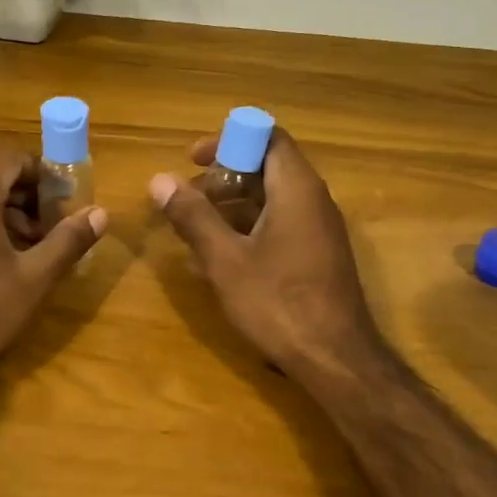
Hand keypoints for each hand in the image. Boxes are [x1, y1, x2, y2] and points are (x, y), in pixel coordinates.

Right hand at [149, 129, 382, 380]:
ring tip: (195, 230)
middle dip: (223, 177)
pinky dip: (249, 229)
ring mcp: (320, 230)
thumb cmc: (278, 303)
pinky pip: (281, 225)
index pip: (267, 136)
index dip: (228, 140)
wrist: (336, 359)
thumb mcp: (225, 259)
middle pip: (268, 167)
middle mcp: (314, 200)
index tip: (193, 160)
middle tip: (188, 199)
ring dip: (232, 206)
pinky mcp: (318, 256)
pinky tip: (221, 260)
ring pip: (272, 199)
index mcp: (296, 188)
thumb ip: (193, 216)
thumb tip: (159, 179)